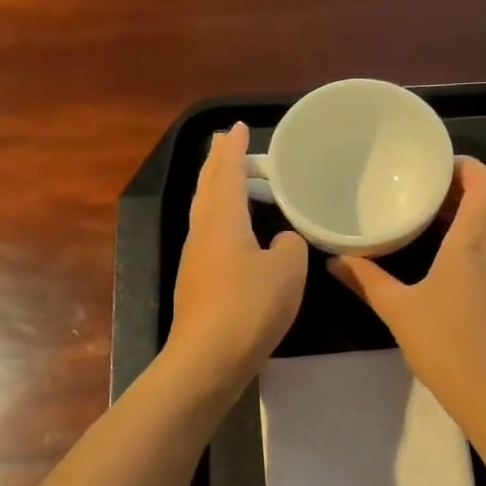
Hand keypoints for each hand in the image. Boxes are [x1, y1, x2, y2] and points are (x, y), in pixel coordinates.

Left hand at [165, 123, 308, 394]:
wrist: (208, 359)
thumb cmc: (249, 306)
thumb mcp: (287, 270)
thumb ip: (290, 245)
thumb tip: (280, 241)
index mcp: (222, 219)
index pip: (226, 171)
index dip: (233, 148)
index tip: (237, 127)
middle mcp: (203, 232)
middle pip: (207, 187)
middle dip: (217, 163)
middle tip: (229, 145)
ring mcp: (195, 260)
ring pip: (204, 213)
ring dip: (217, 191)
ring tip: (233, 182)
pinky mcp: (197, 284)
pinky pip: (210, 237)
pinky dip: (222, 221)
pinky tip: (237, 235)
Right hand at [329, 157, 485, 420]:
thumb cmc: (445, 343)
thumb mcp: (398, 309)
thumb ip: (365, 280)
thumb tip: (334, 260)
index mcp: (473, 241)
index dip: (466, 165)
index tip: (435, 165)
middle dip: (465, 186)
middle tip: (426, 188)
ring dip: (472, 210)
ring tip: (432, 213)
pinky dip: (475, 234)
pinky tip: (443, 251)